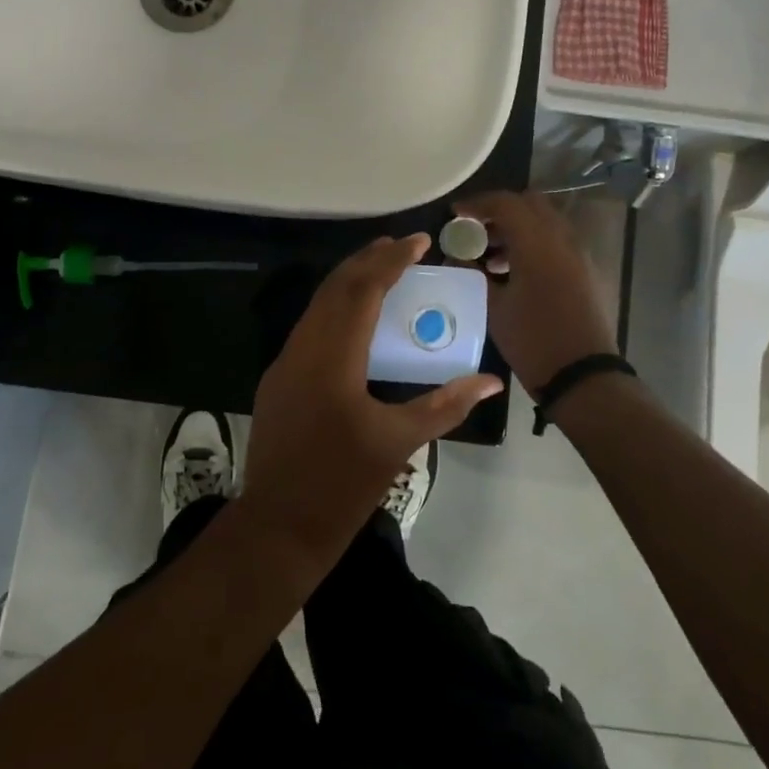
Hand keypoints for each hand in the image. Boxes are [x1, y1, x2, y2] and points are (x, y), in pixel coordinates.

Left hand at [241, 234, 502, 562]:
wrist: (278, 527)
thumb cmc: (342, 486)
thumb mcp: (399, 442)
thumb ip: (445, 405)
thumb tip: (490, 382)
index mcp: (333, 358)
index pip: (362, 290)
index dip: (391, 261)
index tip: (418, 241)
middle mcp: (303, 349)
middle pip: (335, 288)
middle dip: (367, 260)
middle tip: (401, 246)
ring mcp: (284, 364)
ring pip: (317, 306)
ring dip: (349, 282)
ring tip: (381, 270)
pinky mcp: (278, 380)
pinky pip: (309, 328)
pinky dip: (335, 309)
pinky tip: (354, 318)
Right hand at [452, 190, 617, 391]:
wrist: (584, 377)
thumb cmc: (533, 341)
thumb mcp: (494, 307)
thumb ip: (474, 273)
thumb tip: (457, 256)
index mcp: (537, 243)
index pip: (505, 203)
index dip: (477, 204)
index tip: (456, 213)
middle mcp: (563, 239)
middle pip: (530, 204)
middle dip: (501, 211)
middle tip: (477, 230)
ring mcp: (580, 255)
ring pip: (547, 222)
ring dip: (519, 228)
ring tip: (491, 256)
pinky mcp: (588, 272)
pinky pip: (558, 242)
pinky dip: (536, 244)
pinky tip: (516, 272)